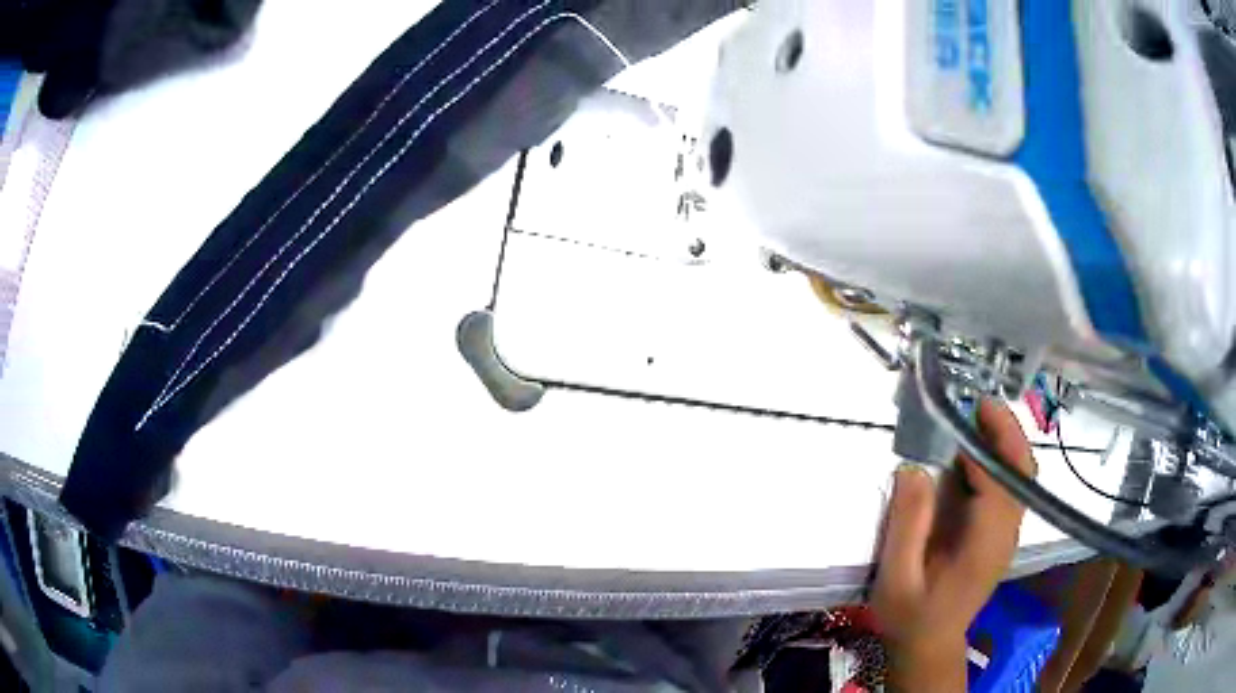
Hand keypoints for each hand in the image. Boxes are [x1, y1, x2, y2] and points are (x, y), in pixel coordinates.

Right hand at [872, 399, 1037, 691]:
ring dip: (1004, 441)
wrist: (930, 644)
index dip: (985, 447)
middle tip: (977, 403)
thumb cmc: (910, 616)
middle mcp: (1006, 533)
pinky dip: (999, 460)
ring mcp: (1007, 533)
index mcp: (985, 544)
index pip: (1000, 482)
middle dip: (1006, 431)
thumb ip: (907, 525)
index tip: (960, 418)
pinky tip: (973, 454)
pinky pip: (1010, 486)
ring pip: (1021, 474)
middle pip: (1022, 470)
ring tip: (974, 418)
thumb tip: (914, 468)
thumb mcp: (897, 577)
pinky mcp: (1001, 533)